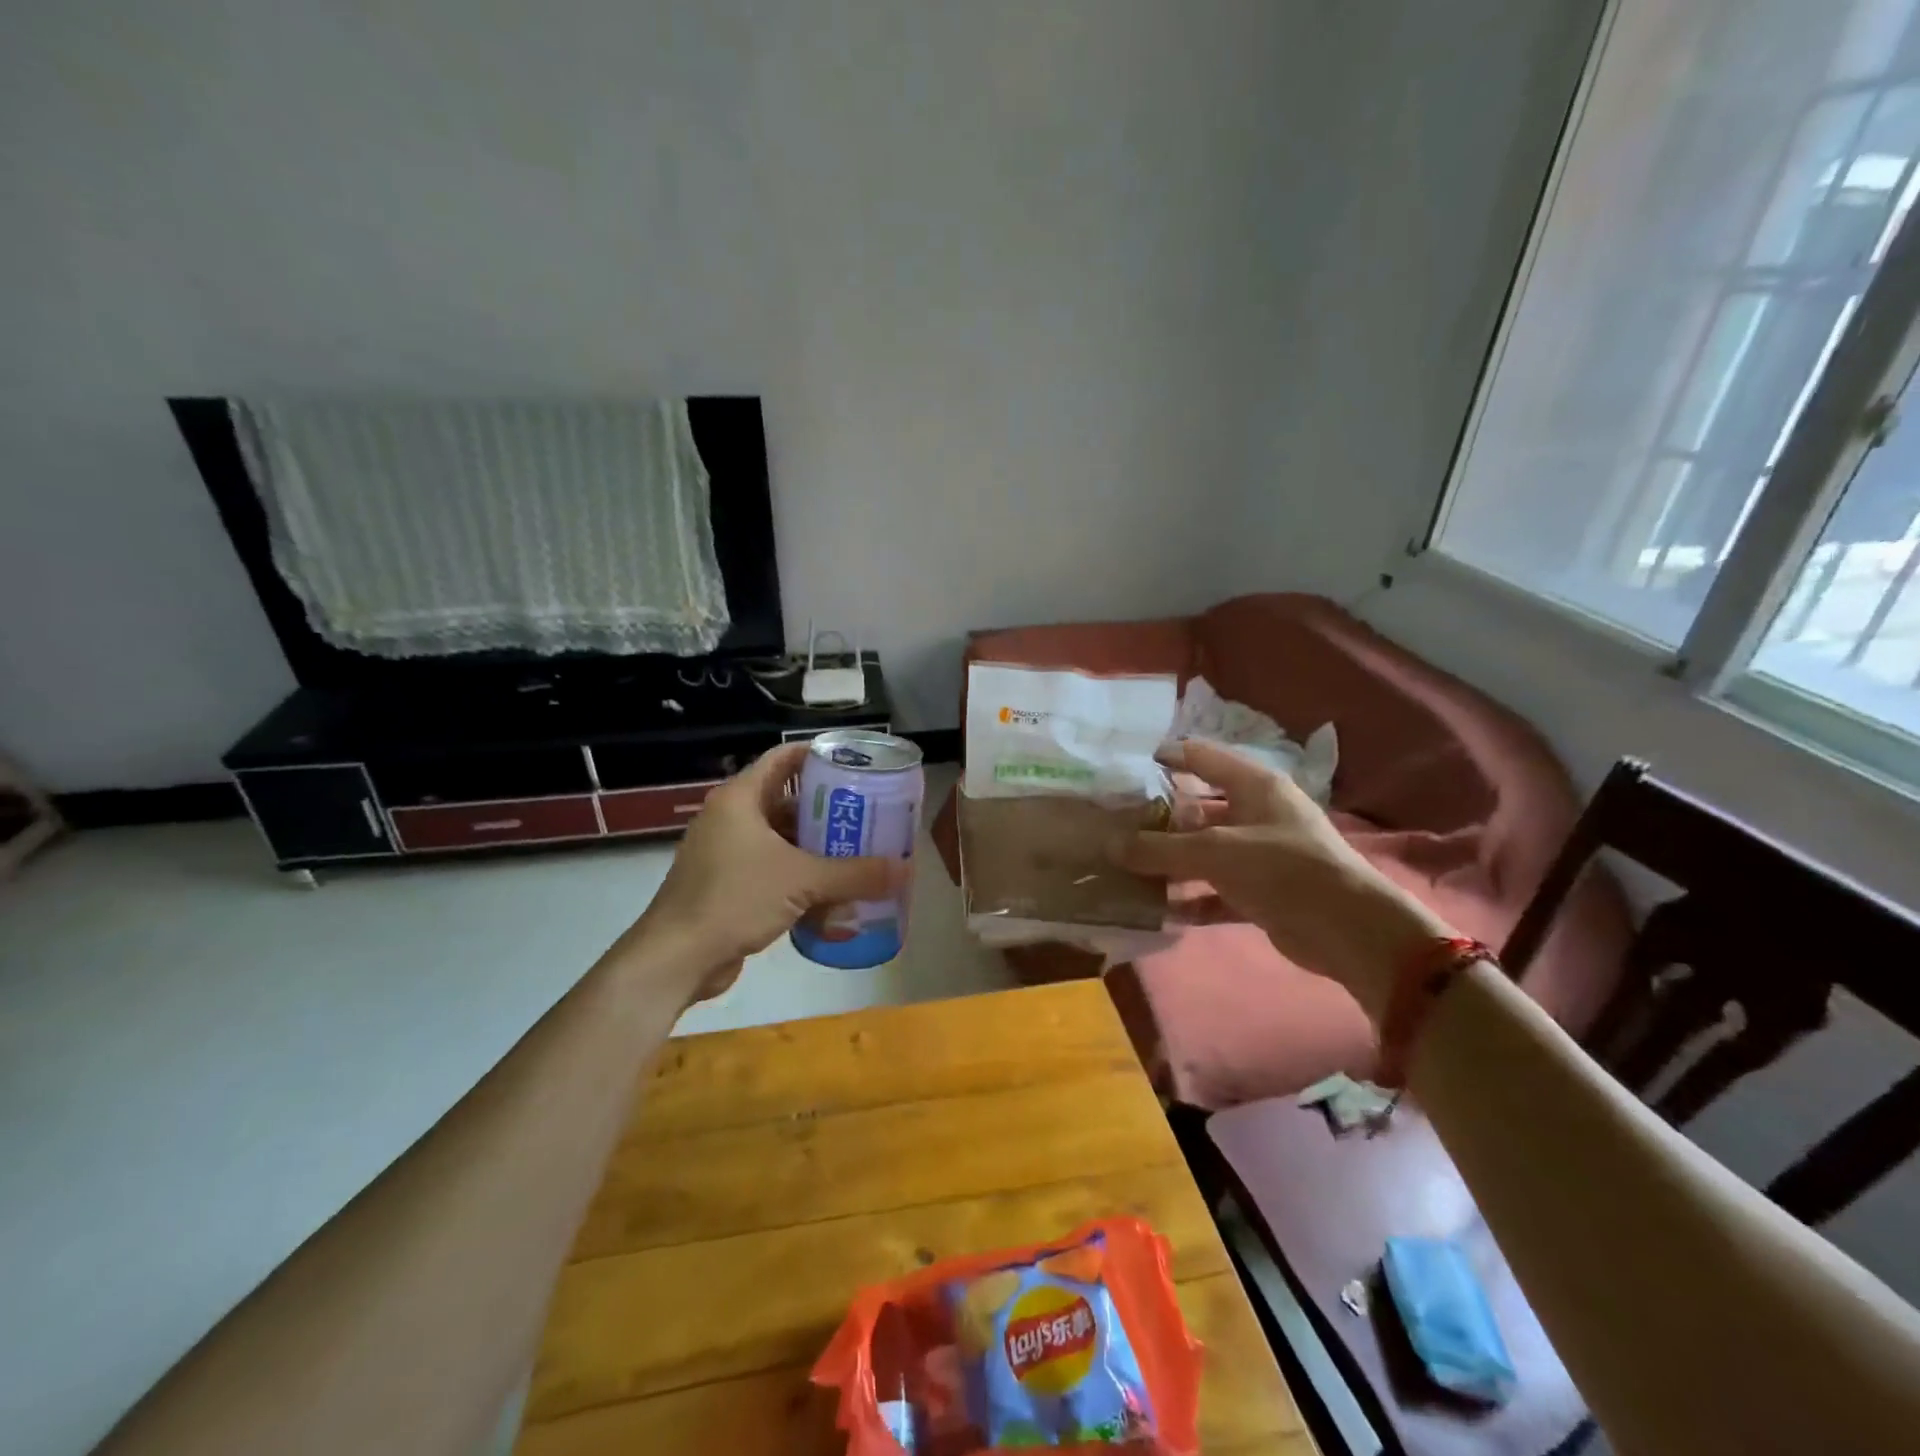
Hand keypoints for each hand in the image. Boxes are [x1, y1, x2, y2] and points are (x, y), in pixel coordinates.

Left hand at [616, 741, 906, 1002]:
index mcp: (740, 799)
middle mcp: (730, 818)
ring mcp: (725, 853)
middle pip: (787, 800)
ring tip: (857, 852)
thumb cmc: (734, 899)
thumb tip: (906, 870)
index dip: (818, 756)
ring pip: (780, 839)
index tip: (855, 763)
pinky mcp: (726, 885)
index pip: (783, 759)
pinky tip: (830, 893)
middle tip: (867, 813)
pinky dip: (799, 875)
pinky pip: (771, 869)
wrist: (676, 958)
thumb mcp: (802, 880)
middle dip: (827, 809)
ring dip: (815, 847)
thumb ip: (856, 874)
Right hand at [1119, 739, 1451, 1020]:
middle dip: (1161, 818)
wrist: (1348, 930)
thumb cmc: (1282, 868)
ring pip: (1205, 851)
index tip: (1131, 767)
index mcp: (1255, 786)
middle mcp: (1258, 814)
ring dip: (1171, 862)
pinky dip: (1192, 898)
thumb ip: (1160, 848)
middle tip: (1118, 825)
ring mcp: (1261, 854)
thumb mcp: (1216, 852)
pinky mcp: (1262, 893)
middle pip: (1200, 807)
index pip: (1205, 758)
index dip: (1170, 757)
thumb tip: (1111, 846)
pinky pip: (1216, 890)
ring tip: (1127, 868)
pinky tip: (1160, 909)